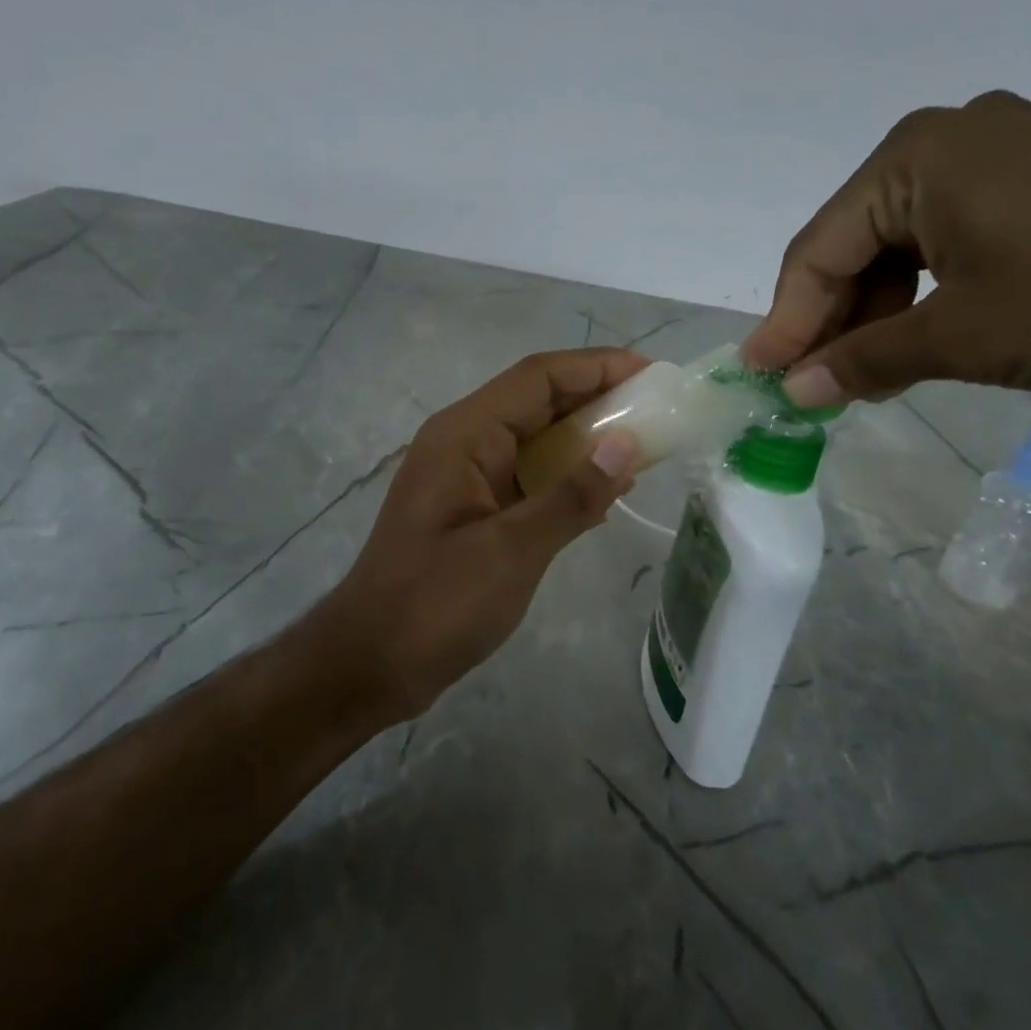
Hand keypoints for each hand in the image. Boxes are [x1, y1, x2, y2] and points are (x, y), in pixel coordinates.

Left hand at [321, 349, 645, 720]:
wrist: (371, 663)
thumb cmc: (435, 604)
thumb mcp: (511, 551)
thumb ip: (572, 496)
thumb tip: (627, 444)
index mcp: (464, 435)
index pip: (538, 376)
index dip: (597, 366)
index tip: (652, 373)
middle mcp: (464, 442)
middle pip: (538, 400)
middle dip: (598, 398)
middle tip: (659, 410)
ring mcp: (466, 475)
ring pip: (535, 438)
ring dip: (586, 438)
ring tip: (645, 446)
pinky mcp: (473, 508)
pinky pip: (527, 475)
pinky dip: (566, 476)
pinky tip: (605, 494)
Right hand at [742, 90, 1030, 404]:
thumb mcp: (960, 337)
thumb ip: (862, 360)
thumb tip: (794, 391)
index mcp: (917, 156)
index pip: (820, 248)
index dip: (787, 319)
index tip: (763, 375)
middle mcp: (952, 137)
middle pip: (858, 240)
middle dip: (834, 317)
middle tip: (814, 382)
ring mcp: (1005, 152)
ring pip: (904, 241)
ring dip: (879, 310)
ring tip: (867, 373)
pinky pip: (953, 236)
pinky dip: (928, 290)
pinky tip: (923, 336)